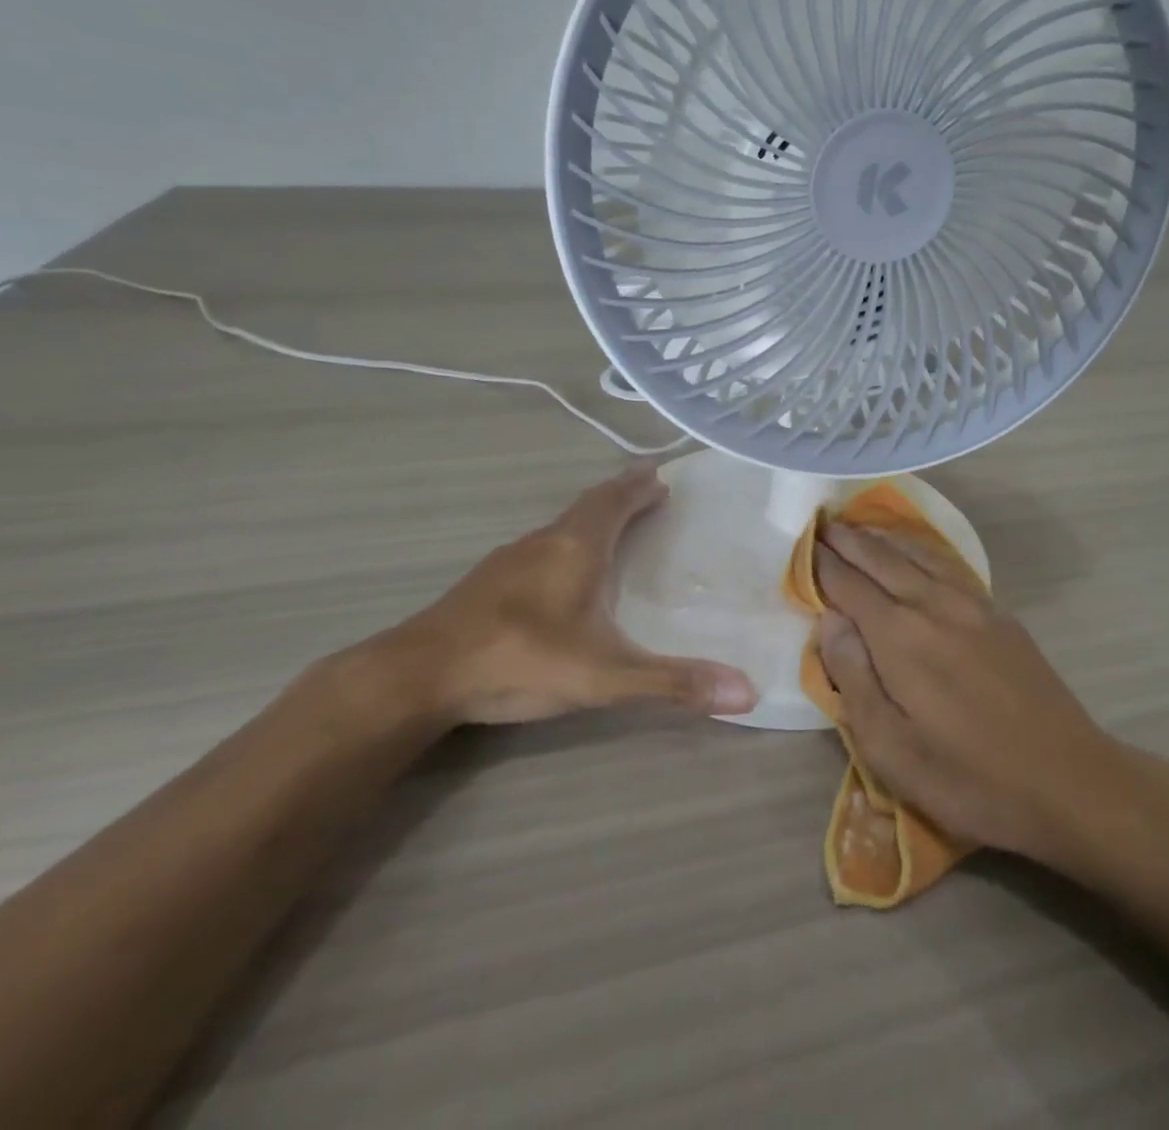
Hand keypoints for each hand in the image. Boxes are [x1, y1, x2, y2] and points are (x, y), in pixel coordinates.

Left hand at [386, 464, 757, 725]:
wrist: (419, 676)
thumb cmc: (521, 660)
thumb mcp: (606, 676)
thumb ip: (673, 683)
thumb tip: (749, 692)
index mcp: (576, 547)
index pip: (615, 501)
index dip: (640, 487)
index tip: (661, 476)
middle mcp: (544, 542)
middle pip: (589, 506)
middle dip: (620, 496)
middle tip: (648, 492)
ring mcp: (509, 560)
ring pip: (560, 526)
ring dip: (591, 518)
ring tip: (613, 526)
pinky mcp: (486, 584)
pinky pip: (539, 547)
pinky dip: (565, 543)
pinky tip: (560, 572)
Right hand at [813, 521, 1145, 865]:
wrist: (1066, 781)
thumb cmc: (967, 776)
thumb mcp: (890, 748)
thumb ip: (853, 677)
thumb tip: (829, 620)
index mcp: (899, 636)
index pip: (848, 585)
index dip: (822, 564)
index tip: (802, 545)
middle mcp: (932, 604)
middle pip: (881, 559)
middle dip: (848, 540)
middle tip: (822, 522)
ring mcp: (971, 604)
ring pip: (916, 555)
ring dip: (882, 538)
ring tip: (859, 527)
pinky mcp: (998, 614)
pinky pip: (947, 565)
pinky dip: (919, 550)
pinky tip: (915, 553)